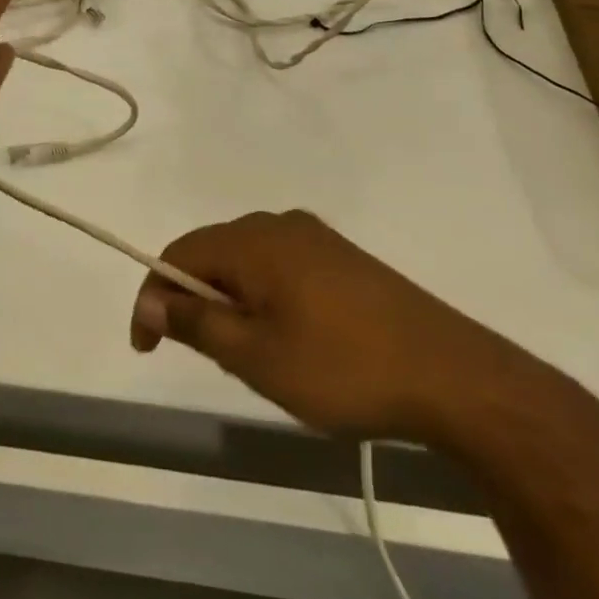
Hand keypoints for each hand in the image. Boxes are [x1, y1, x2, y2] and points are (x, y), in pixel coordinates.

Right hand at [129, 210, 547, 442]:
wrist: (451, 374)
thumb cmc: (342, 366)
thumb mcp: (256, 357)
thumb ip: (196, 324)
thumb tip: (151, 302)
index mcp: (252, 240)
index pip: (179, 254)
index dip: (153, 297)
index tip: (147, 347)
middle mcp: (279, 224)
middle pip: (213, 253)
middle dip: (195, 301)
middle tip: (204, 357)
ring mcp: (315, 237)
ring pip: (248, 262)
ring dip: (231, 302)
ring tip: (247, 355)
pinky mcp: (342, 257)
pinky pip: (281, 267)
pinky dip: (265, 298)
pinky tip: (289, 338)